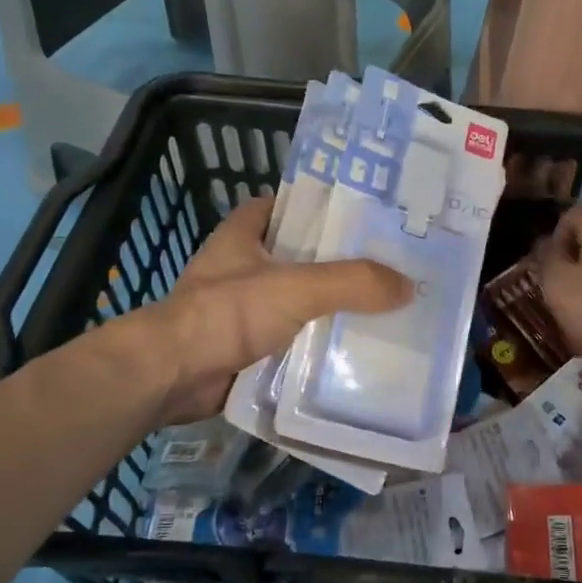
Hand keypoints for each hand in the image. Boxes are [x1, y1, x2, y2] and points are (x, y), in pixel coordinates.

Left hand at [143, 196, 412, 422]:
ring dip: (329, 309)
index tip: (360, 216)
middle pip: (297, 257)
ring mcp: (241, 311)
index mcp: (243, 236)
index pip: (281, 207)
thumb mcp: (297, 287)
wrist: (173, 375)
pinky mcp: (244, 348)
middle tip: (387, 267)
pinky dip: (315, 346)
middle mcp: (241, 269)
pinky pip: (290, 341)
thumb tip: (408, 286)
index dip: (316, 207)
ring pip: (296, 302)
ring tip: (382, 310)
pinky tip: (352, 352)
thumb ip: (352, 282)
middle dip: (336, 263)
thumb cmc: (228, 313)